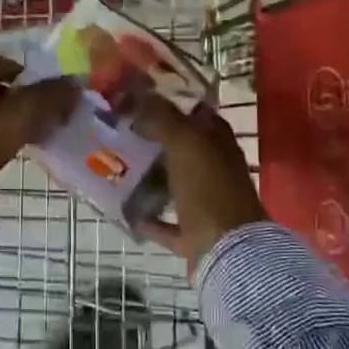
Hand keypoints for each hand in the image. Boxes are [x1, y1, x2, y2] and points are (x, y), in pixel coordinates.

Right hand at [131, 94, 267, 271]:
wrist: (228, 249)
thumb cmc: (209, 188)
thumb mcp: (185, 143)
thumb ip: (163, 119)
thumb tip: (141, 99)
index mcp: (220, 143)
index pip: (199, 115)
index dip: (175, 105)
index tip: (142, 100)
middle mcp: (217, 170)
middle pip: (185, 150)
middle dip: (157, 141)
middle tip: (123, 132)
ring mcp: (208, 203)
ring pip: (177, 184)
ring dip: (153, 178)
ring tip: (120, 168)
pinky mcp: (197, 233)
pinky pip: (169, 223)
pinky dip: (151, 219)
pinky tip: (127, 212)